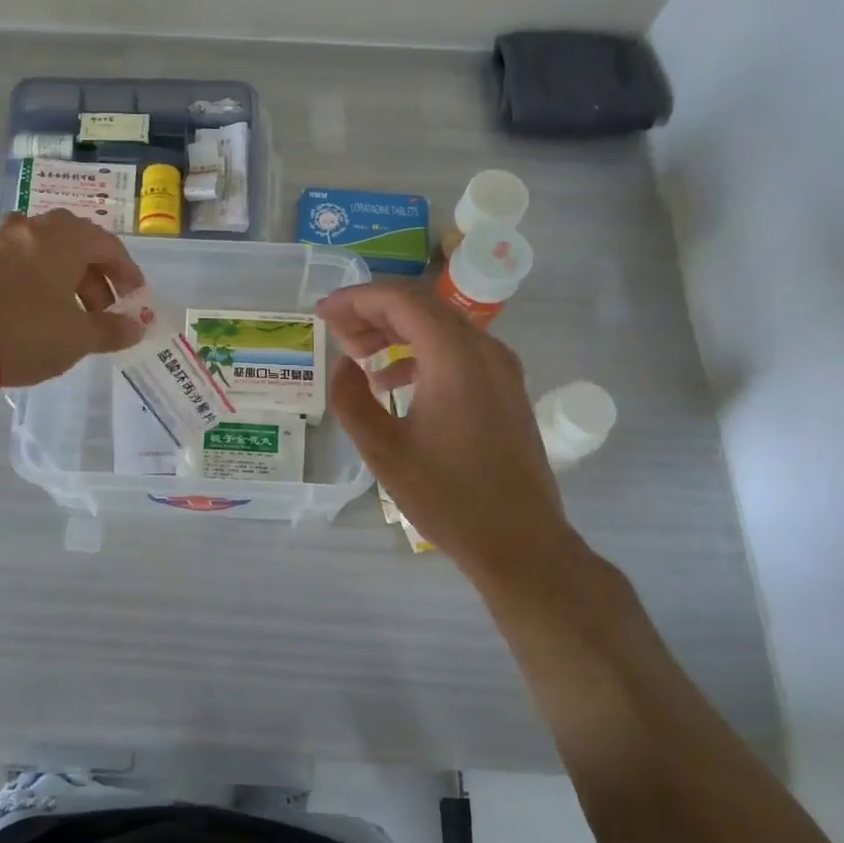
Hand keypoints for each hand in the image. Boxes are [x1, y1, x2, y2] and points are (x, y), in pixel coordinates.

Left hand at [0, 210, 146, 387]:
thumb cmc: (27, 334)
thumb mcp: (79, 337)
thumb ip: (113, 329)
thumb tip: (135, 327)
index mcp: (61, 238)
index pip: (107, 245)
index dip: (127, 273)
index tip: (135, 300)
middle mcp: (30, 228)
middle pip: (75, 244)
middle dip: (96, 277)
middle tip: (105, 310)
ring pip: (44, 252)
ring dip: (66, 279)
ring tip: (72, 315)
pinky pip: (18, 262)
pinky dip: (37, 280)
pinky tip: (37, 312)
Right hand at [318, 281, 576, 582]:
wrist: (521, 542)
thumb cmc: (448, 497)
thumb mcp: (383, 451)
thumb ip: (351, 399)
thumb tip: (344, 365)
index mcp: (454, 357)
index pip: (399, 300)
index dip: (355, 299)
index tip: (323, 313)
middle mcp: (483, 349)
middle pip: (421, 306)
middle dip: (372, 313)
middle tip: (336, 333)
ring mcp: (500, 367)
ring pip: (439, 326)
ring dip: (395, 332)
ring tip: (358, 356)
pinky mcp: (506, 387)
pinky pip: (457, 350)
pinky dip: (420, 352)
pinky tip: (393, 383)